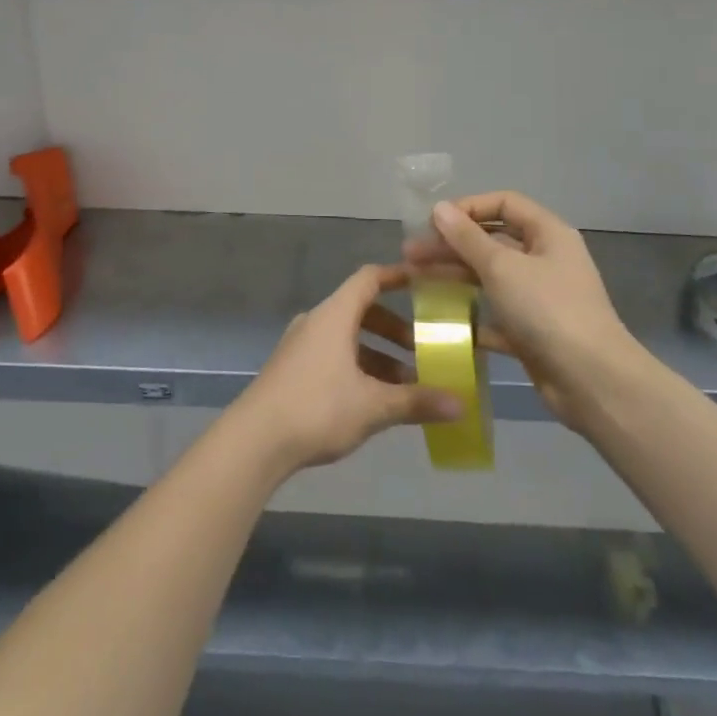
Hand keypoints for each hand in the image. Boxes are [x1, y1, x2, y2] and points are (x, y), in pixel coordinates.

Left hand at [230, 266, 462, 477]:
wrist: (255, 439)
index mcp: (335, 315)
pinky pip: (334, 356)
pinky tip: (374, 400)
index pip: (369, 279)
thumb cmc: (317, 408)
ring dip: (378, 354)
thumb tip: (461, 404)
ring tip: (406, 384)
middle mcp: (317, 321)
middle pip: (361, 310)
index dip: (397, 276)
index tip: (426, 283)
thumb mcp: (373, 406)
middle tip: (424, 349)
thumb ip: (416, 401)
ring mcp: (302, 345)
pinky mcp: (293, 369)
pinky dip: (359, 367)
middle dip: (395, 329)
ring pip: (348, 338)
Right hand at [407, 192, 642, 432]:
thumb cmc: (548, 311)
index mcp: (548, 234)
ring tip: (415, 280)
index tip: (433, 222)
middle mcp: (545, 260)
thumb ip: (467, 238)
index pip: (504, 204)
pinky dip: (470, 314)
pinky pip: (495, 314)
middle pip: (492, 241)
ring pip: (490, 277)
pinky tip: (440, 319)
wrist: (593, 383)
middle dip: (451, 244)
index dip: (468, 207)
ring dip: (454, 276)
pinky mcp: (532, 332)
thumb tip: (439, 208)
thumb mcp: (502, 267)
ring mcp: (540, 297)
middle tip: (411, 254)